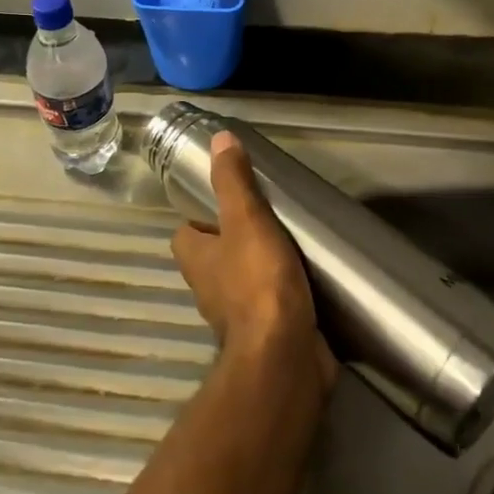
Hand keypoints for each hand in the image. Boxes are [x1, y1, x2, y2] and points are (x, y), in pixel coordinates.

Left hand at [170, 132, 336, 388]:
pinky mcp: (265, 334)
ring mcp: (235, 315)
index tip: (230, 201)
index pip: (186, 231)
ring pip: (242, 282)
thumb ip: (233, 181)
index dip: (202, 216)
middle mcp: (208, 288)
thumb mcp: (246, 219)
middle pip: (214, 257)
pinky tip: (306, 281)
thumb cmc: (258, 282)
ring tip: (291, 244)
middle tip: (267, 219)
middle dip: (235, 242)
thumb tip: (219, 138)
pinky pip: (270, 306)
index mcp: (194, 259)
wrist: (285, 355)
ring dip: (260, 268)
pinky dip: (282, 295)